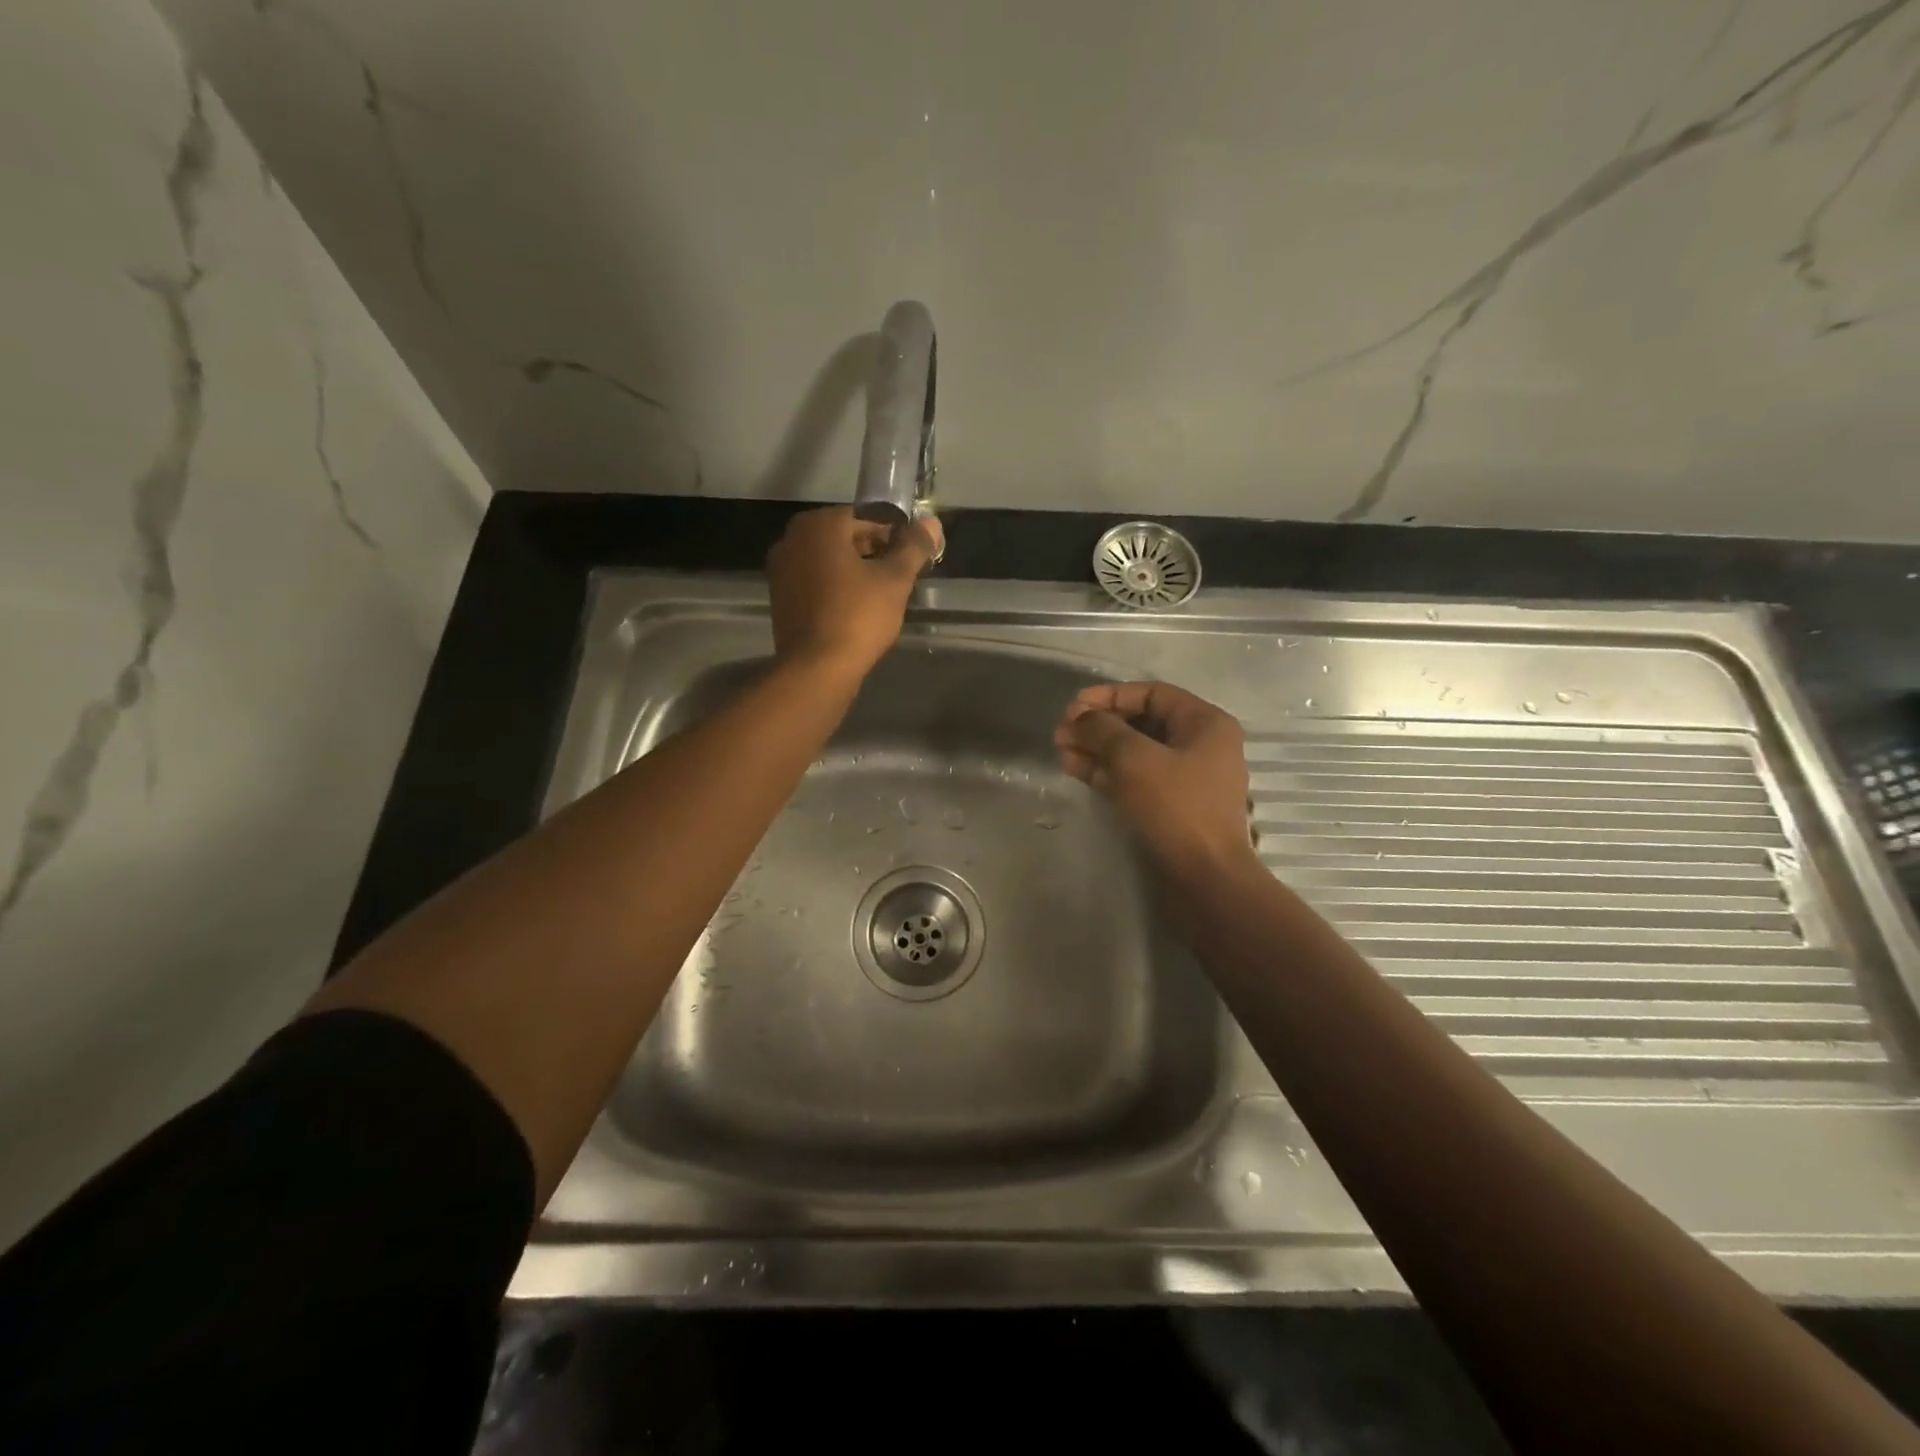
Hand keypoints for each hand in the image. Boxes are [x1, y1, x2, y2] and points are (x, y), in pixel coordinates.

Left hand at [765, 506, 942, 677]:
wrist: (817, 668)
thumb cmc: (858, 617)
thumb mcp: (895, 580)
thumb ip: (914, 547)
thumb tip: (931, 523)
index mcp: (819, 526)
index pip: (866, 518)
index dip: (894, 537)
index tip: (911, 558)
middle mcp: (792, 539)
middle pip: (844, 538)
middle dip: (874, 553)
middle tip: (899, 577)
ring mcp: (781, 569)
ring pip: (828, 561)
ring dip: (855, 571)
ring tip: (881, 595)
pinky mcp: (780, 597)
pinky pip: (814, 582)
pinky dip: (835, 587)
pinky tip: (856, 609)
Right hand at [1054, 681, 1256, 877]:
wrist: (1204, 878)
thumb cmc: (1176, 808)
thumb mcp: (1134, 759)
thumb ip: (1103, 730)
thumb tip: (1080, 719)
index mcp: (1205, 723)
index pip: (1151, 693)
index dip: (1109, 696)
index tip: (1073, 707)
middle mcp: (1199, 745)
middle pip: (1140, 722)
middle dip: (1098, 725)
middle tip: (1061, 732)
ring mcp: (1185, 778)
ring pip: (1133, 752)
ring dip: (1096, 748)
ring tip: (1060, 750)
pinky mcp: (1170, 806)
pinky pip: (1135, 778)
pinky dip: (1106, 772)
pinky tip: (1075, 769)